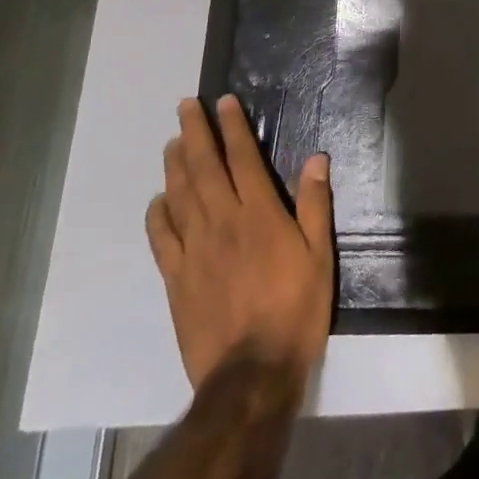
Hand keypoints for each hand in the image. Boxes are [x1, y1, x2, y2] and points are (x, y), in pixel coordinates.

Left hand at [146, 95, 334, 388]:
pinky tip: (158, 201)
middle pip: (204, 168)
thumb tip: (316, 158)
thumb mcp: (320, 256)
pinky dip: (158, 215)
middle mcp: (223, 223)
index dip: (233, 127)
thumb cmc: (295, 310)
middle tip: (185, 106)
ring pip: (180, 196)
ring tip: (172, 141)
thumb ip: (314, 205)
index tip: (223, 102)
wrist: (251, 376)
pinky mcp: (177, 280)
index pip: (242, 158)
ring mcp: (195, 251)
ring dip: (175, 165)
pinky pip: (162, 239)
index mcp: (260, 214)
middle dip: (196, 133)